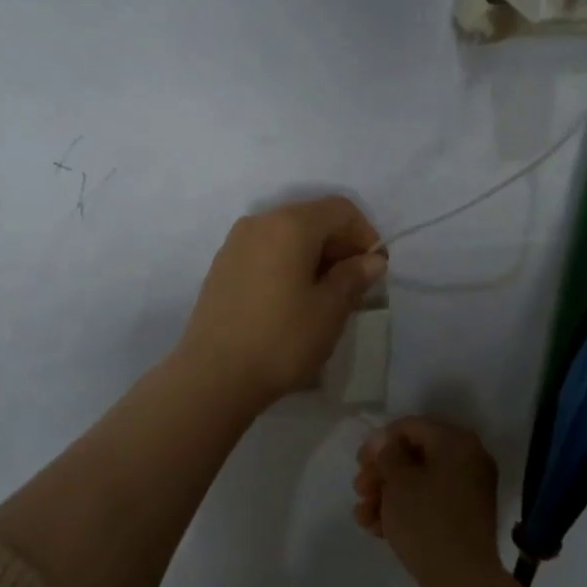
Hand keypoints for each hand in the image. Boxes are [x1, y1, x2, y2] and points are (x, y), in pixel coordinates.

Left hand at [178, 197, 385, 406]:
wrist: (213, 376)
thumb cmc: (281, 339)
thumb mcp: (330, 310)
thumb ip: (354, 276)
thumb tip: (371, 260)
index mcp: (290, 225)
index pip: (340, 210)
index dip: (365, 235)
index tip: (374, 271)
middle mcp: (260, 222)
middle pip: (312, 219)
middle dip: (340, 246)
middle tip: (354, 286)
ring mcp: (235, 243)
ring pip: (288, 236)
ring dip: (314, 257)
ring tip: (325, 296)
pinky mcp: (222, 266)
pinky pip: (266, 252)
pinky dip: (288, 265)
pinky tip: (292, 301)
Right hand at [353, 418, 501, 586]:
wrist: (462, 581)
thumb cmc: (426, 520)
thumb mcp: (399, 482)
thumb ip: (388, 454)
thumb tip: (385, 440)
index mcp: (456, 442)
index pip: (411, 427)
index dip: (380, 441)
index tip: (360, 462)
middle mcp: (467, 460)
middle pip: (414, 455)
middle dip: (381, 472)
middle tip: (359, 489)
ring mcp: (467, 491)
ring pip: (418, 482)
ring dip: (386, 494)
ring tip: (362, 515)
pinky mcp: (462, 518)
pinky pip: (429, 503)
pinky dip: (404, 511)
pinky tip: (376, 528)